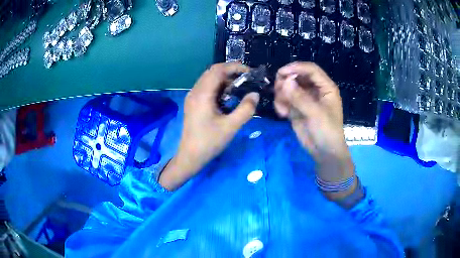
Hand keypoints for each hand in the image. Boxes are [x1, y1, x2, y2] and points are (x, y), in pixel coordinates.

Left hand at [159, 63, 259, 189]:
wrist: (190, 156)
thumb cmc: (209, 142)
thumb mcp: (231, 126)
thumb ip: (246, 109)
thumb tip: (255, 94)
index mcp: (202, 94)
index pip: (218, 70)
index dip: (234, 67)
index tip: (249, 72)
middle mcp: (195, 92)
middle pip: (212, 72)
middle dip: (230, 72)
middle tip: (246, 80)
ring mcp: (192, 97)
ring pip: (209, 80)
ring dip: (224, 80)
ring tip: (239, 89)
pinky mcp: (193, 104)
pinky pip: (206, 89)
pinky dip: (218, 88)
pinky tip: (227, 99)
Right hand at [274, 62, 355, 190]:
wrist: (323, 152)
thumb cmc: (327, 131)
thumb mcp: (316, 114)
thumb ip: (300, 97)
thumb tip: (285, 82)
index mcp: (325, 87)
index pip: (310, 69)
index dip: (296, 68)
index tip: (281, 73)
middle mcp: (315, 89)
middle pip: (297, 76)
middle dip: (285, 82)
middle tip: (278, 92)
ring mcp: (305, 98)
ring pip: (288, 87)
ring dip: (281, 95)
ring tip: (281, 108)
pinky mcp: (296, 108)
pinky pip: (284, 99)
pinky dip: (281, 104)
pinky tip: (282, 114)